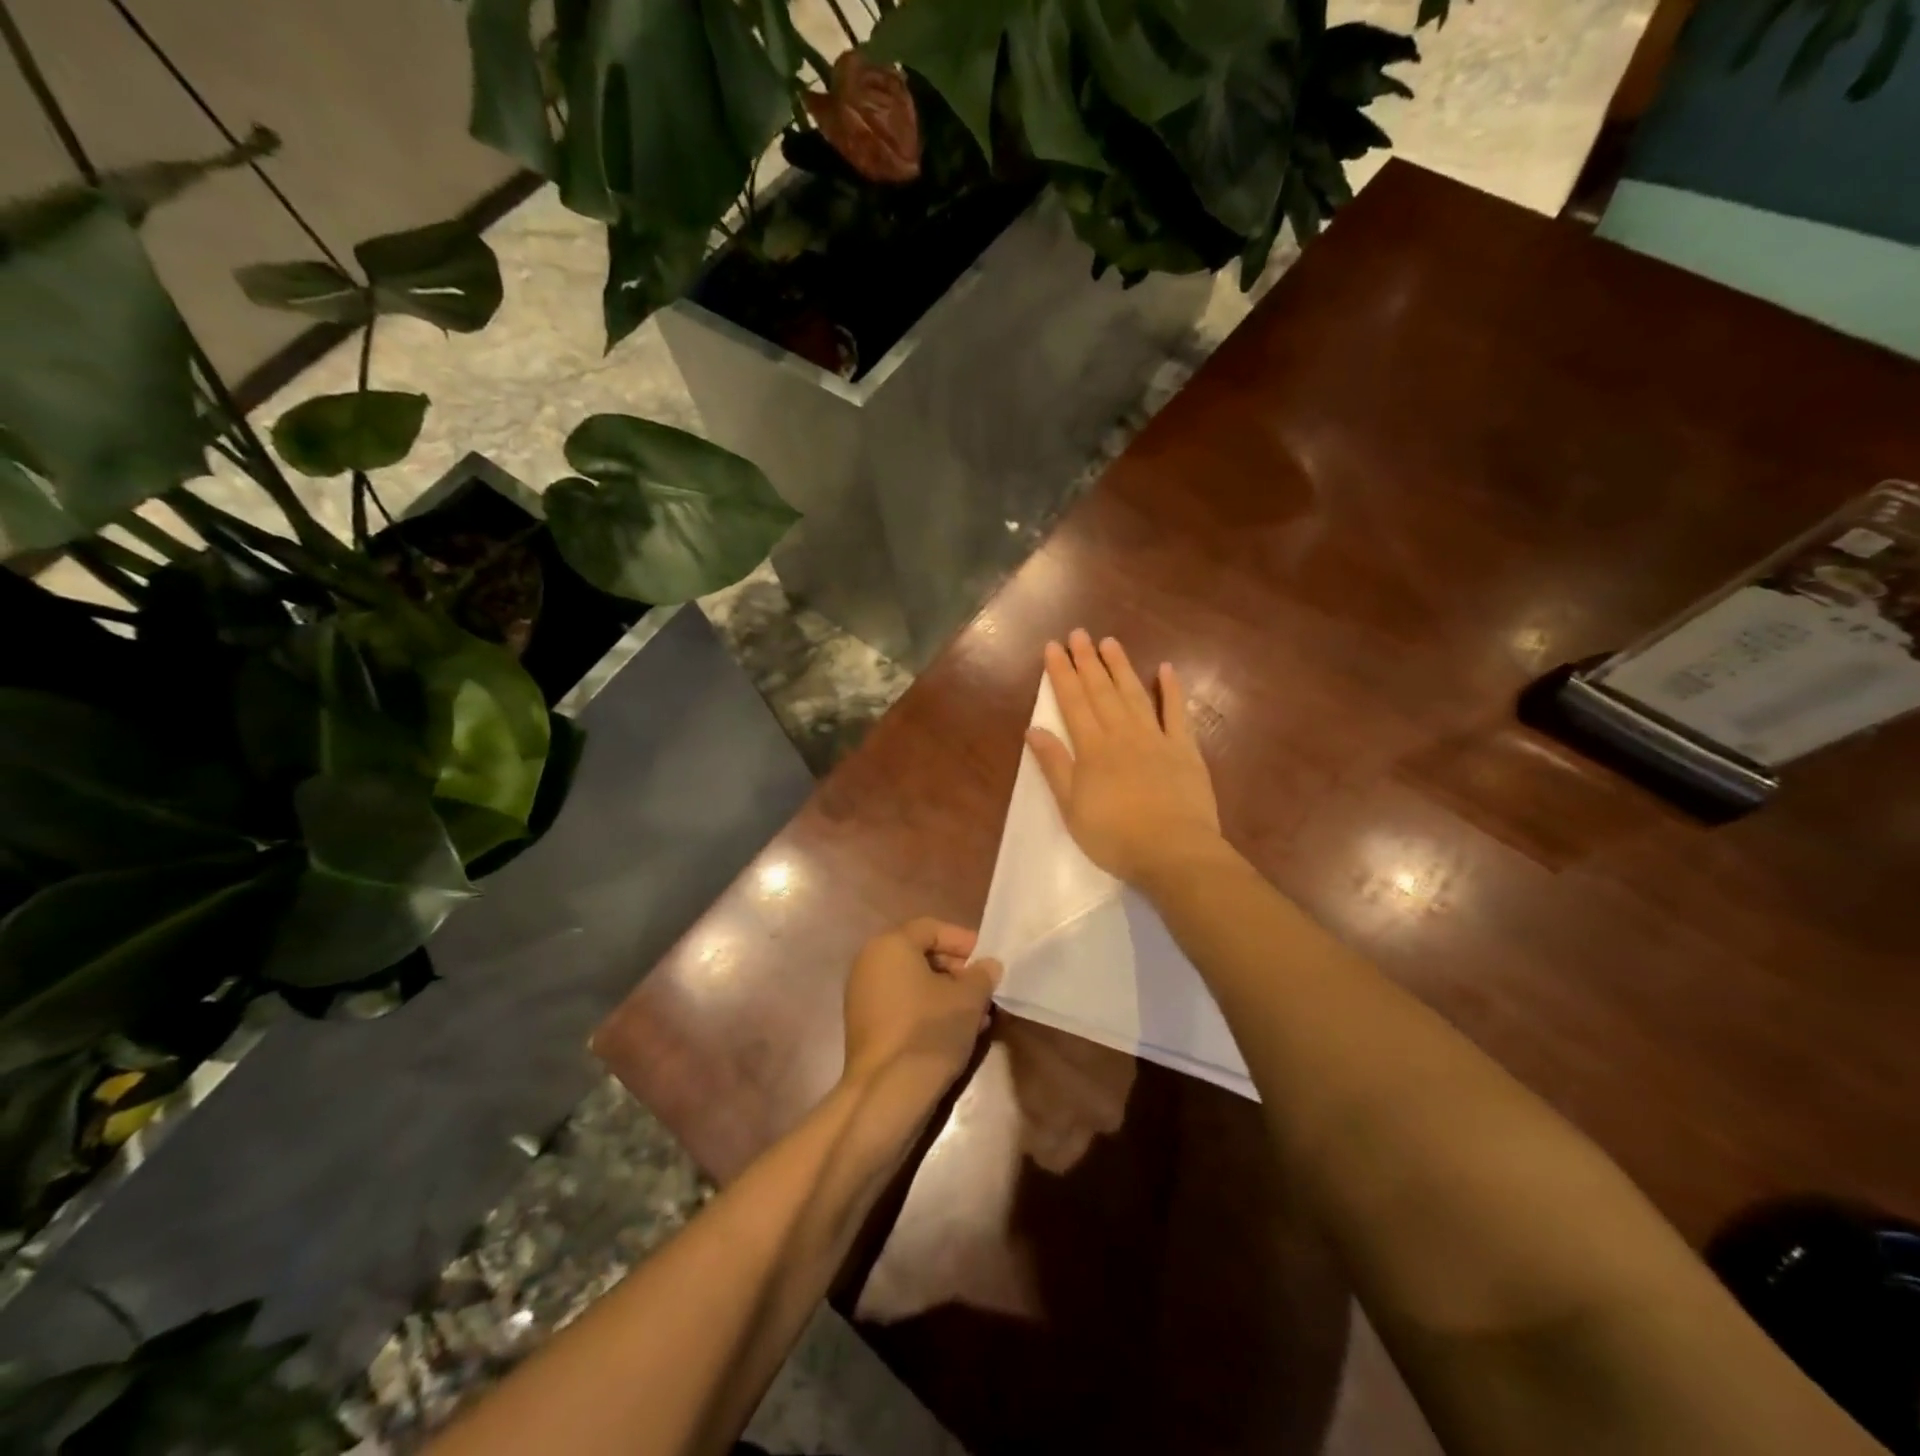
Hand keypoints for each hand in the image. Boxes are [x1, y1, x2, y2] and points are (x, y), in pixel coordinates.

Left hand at [842, 919, 1002, 1092]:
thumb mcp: (968, 998)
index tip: (989, 961)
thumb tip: (988, 966)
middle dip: (957, 971)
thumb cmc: (929, 1030)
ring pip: (914, 984)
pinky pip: (903, 1005)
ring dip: (947, 995)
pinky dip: (928, 1011)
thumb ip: (982, 975)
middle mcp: (870, 963)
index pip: (932, 928)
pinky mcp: (865, 1025)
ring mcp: (863, 995)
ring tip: (978, 1016)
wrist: (887, 1092)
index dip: (964, 941)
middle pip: (921, 955)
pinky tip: (956, 1032)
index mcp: (890, 945)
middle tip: (985, 990)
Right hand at [1027, 630, 1223, 888]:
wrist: (1173, 852)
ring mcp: (1156, 739)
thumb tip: (1033, 729)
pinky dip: (1171, 690)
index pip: (1072, 702)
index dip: (1062, 673)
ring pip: (1134, 694)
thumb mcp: (1071, 807)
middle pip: (1101, 691)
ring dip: (1121, 667)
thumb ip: (1054, 765)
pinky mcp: (1185, 750)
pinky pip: (1176, 713)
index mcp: (1092, 749)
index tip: (1053, 647)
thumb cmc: (1114, 836)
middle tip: (1079, 633)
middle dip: (1087, 661)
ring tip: (1110, 642)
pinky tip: (1166, 669)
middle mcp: (1122, 734)